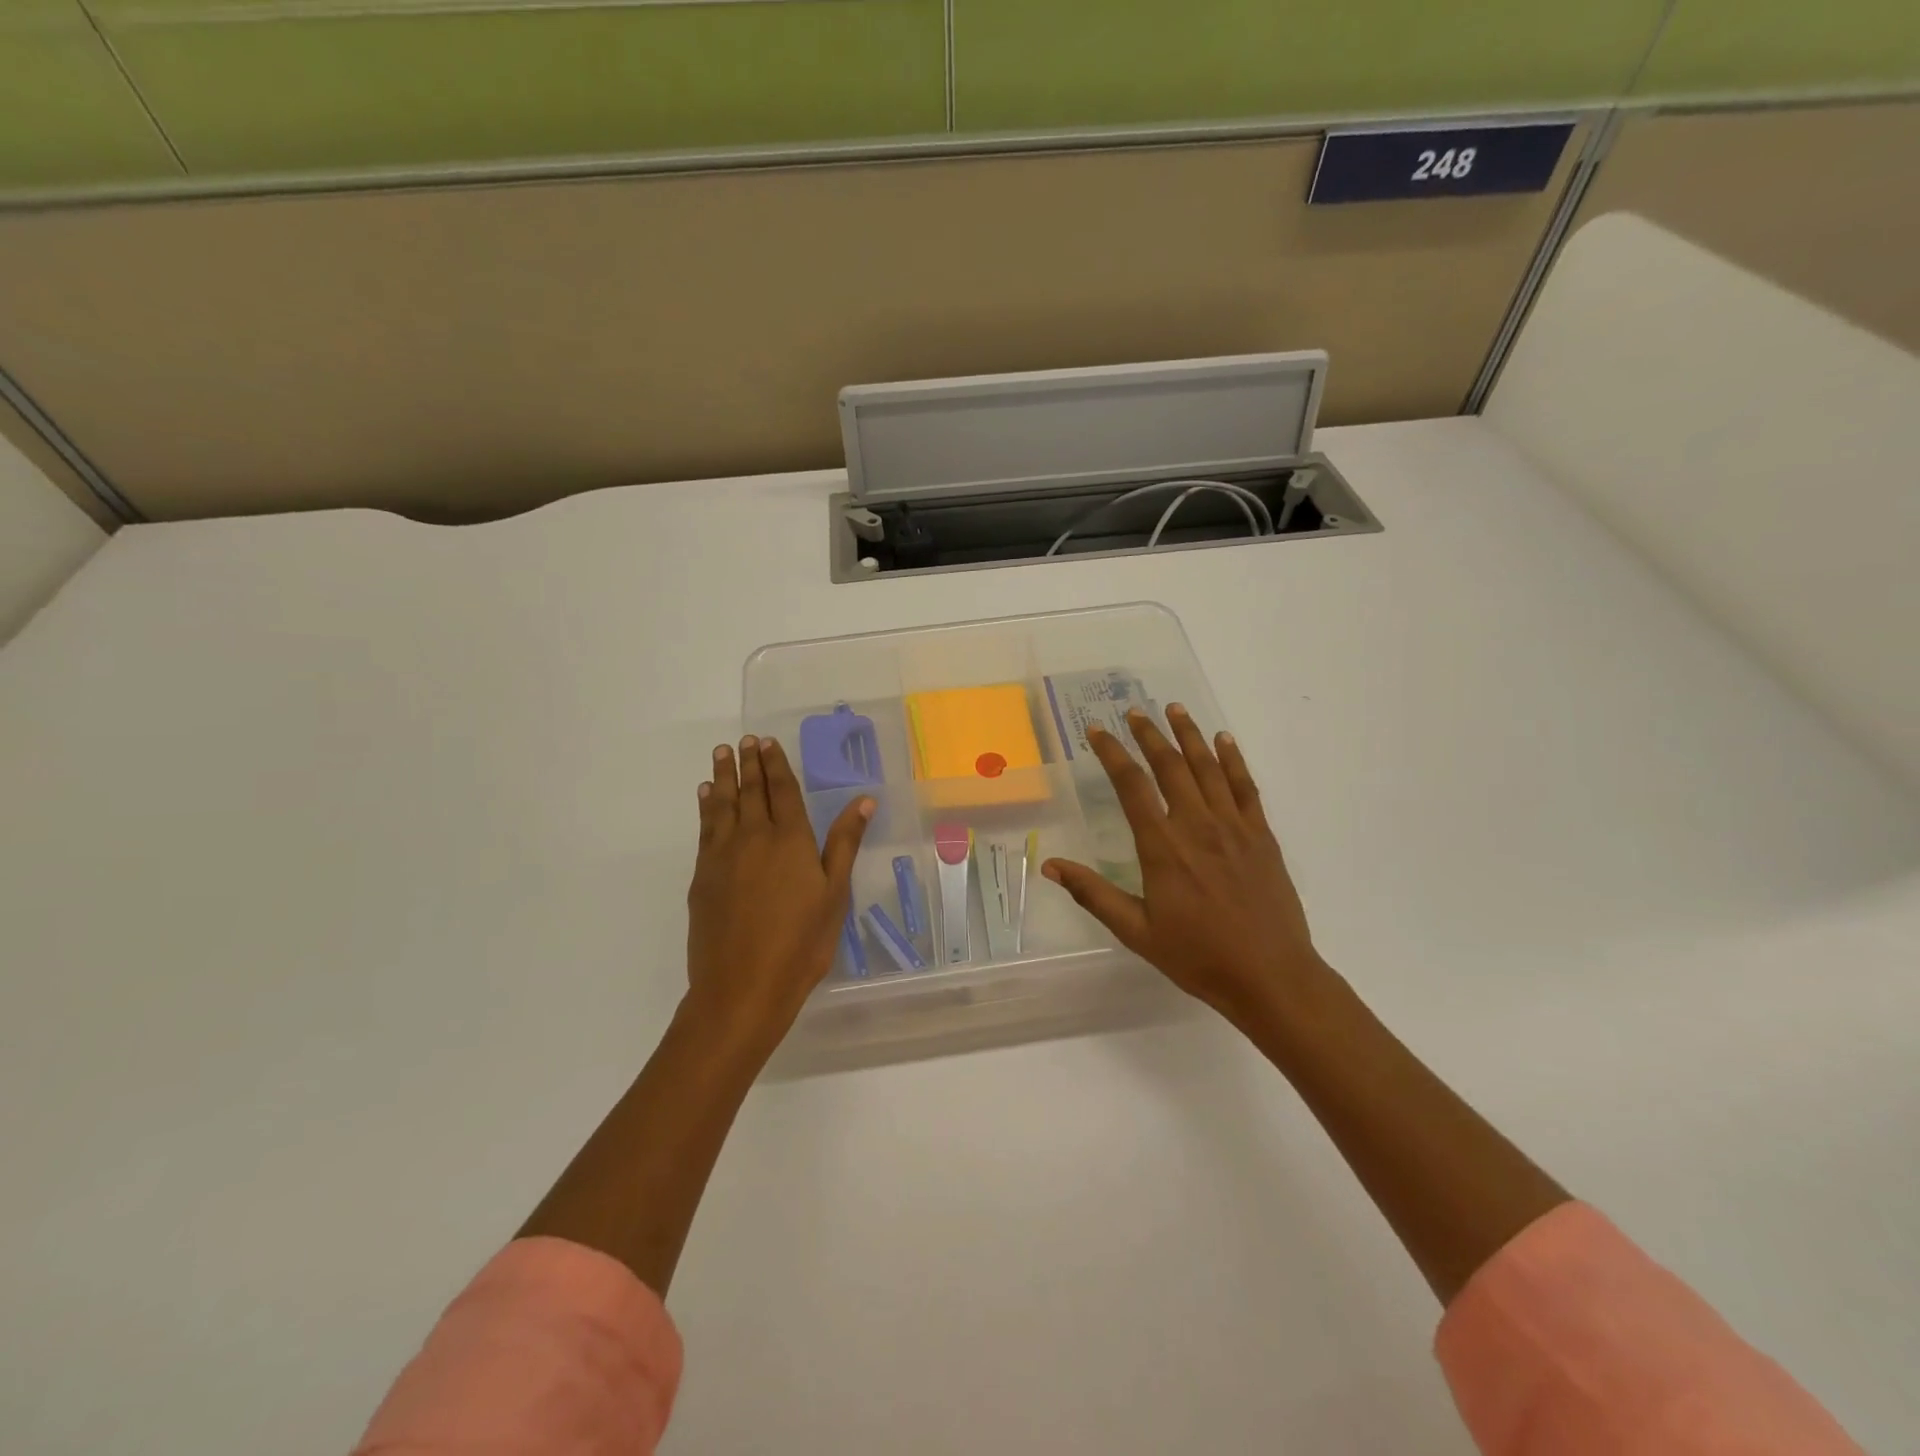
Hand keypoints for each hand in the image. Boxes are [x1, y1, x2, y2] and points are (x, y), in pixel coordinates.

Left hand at [687, 735, 873, 1048]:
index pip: (783, 791)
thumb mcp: (834, 894)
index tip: (768, 742)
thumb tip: (863, 799)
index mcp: (790, 840)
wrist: (741, 987)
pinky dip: (706, 806)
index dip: (776, 764)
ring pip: (723, 804)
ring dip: (724, 776)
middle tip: (745, 740)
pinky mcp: (703, 875)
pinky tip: (706, 796)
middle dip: (749, 763)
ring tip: (722, 753)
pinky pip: (705, 828)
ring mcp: (723, 855)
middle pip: (751, 791)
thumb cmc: (801, 944)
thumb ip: (844, 843)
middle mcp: (754, 837)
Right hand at [1042, 704, 1329, 1024]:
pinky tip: (1223, 740)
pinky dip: (1233, 759)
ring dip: (1189, 734)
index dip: (1112, 753)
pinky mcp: (1261, 835)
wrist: (1271, 976)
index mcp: (1163, 846)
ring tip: (1174, 709)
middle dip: (1149, 734)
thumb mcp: (1137, 931)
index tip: (1098, 731)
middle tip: (1135, 711)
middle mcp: (1197, 825)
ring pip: (1208, 767)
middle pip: (1170, 766)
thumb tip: (1050, 865)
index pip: (1132, 785)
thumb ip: (1093, 894)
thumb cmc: (1198, 957)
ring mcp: (1234, 826)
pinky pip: (1246, 786)